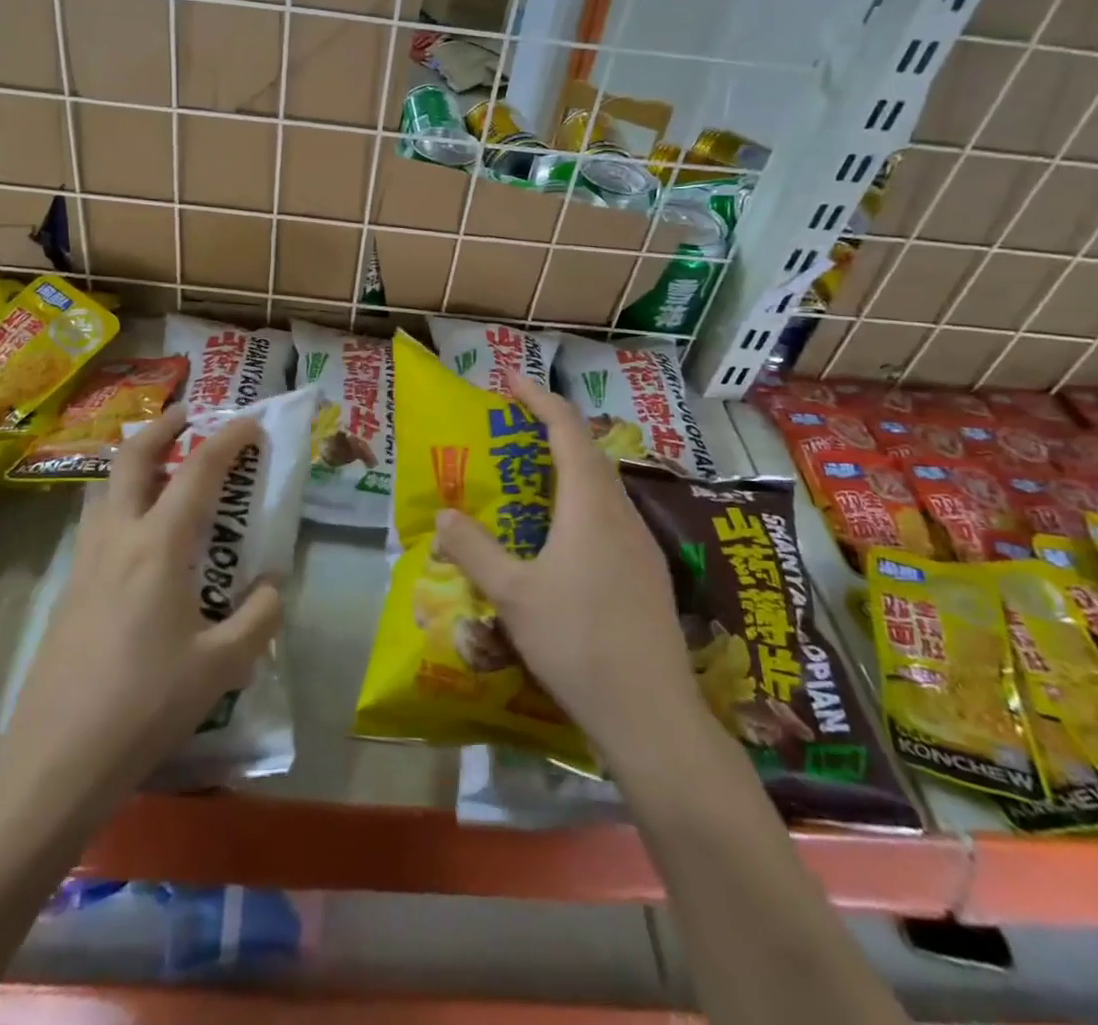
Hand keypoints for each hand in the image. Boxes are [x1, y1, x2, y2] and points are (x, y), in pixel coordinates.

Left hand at [0, 404, 283, 810]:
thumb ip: (258, 617)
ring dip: (135, 462)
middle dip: (162, 427)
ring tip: (163, 468)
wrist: (56, 757)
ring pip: (105, 487)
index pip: (198, 472)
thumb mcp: (222, 666)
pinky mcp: (70, 587)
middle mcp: (118, 538)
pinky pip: (97, 522)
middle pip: (131, 459)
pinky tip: (141, 537)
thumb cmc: (145, 705)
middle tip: (188, 415)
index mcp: (159, 547)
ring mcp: (86, 561)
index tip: (251, 424)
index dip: (228, 440)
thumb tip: (270, 586)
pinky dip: (122, 502)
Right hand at [434, 375, 702, 768]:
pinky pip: (612, 516)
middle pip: (590, 452)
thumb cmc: (577, 642)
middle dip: (553, 429)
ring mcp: (642, 544)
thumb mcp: (512, 594)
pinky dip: (583, 502)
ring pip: (604, 486)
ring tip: (533, 475)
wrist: (652, 714)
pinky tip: (563, 536)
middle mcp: (621, 513)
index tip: (512, 381)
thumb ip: (474, 549)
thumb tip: (445, 513)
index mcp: (590, 505)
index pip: (567, 431)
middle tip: (515, 426)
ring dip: (570, 467)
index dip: (540, 399)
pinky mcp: (649, 573)